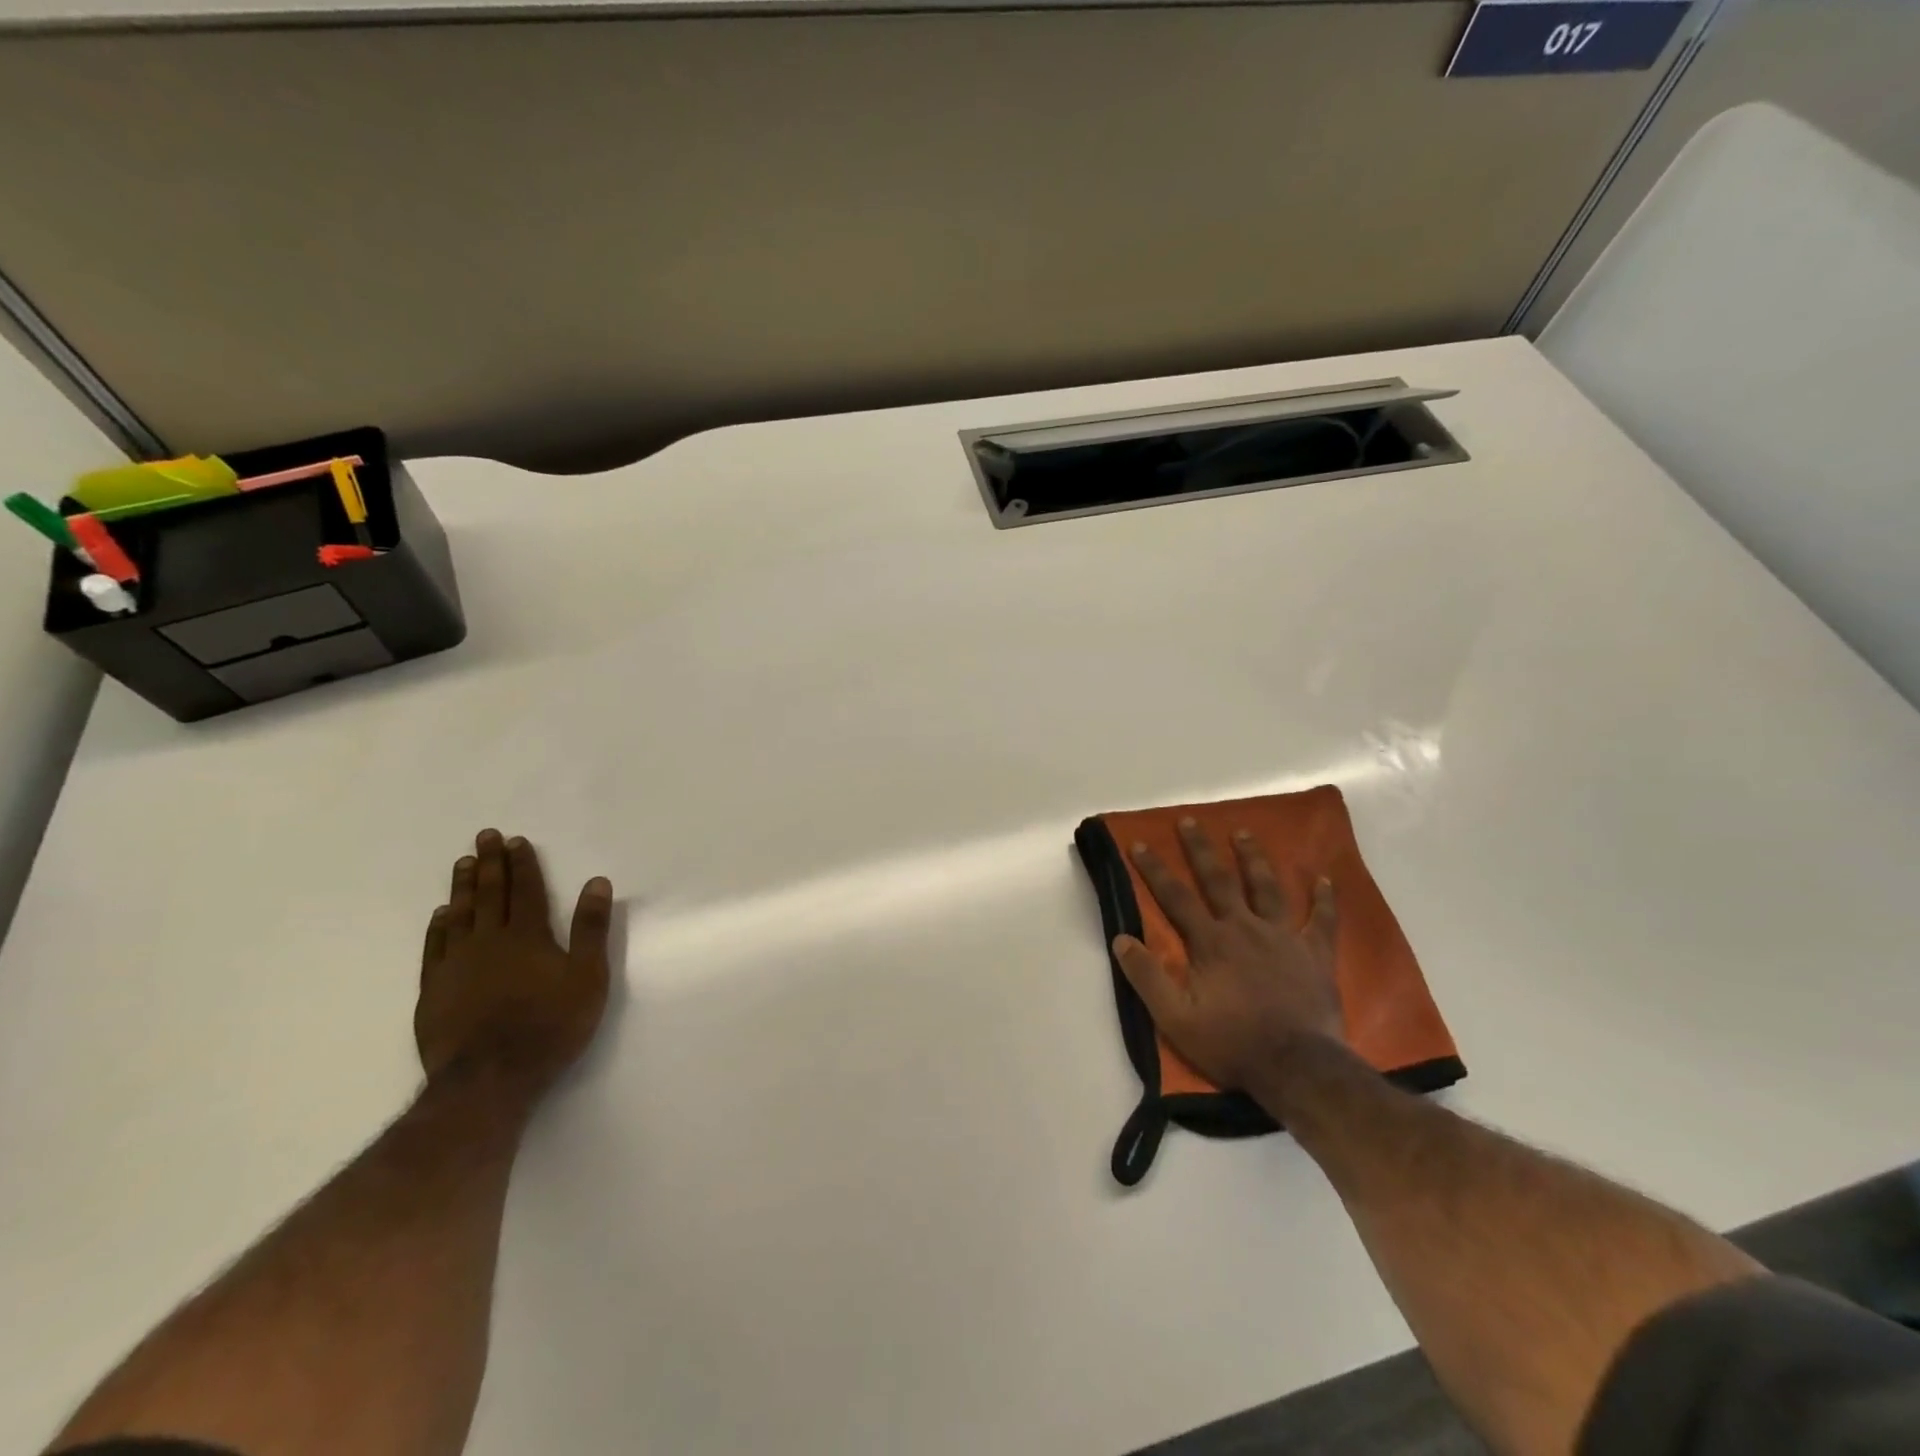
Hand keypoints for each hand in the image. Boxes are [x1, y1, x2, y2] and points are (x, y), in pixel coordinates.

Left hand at [416, 829, 613, 1094]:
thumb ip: (591, 929)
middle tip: (485, 836)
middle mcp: (490, 941)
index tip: (516, 840)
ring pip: (460, 915)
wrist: (489, 1080)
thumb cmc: (550, 1026)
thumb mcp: (588, 977)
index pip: (526, 890)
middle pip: (490, 894)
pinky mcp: (435, 990)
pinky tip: (441, 915)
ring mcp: (457, 965)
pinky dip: (439, 926)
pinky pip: (436, 947)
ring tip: (463, 862)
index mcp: (528, 936)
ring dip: (463, 887)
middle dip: (490, 863)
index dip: (523, 864)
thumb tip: (597, 882)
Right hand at [1114, 818, 1342, 1091]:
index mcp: (1211, 942)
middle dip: (1201, 849)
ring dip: (1254, 859)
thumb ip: (1147, 977)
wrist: (1297, 1067)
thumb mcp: (1175, 1018)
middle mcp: (1245, 928)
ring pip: (1267, 888)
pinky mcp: (1315, 955)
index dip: (1155, 870)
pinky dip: (1324, 900)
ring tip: (1244, 833)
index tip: (1141, 843)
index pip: (1176, 898)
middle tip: (1190, 821)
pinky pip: (1322, 921)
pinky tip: (1325, 879)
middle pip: (1219, 880)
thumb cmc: (1232, 1043)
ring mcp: (1284, 938)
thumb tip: (1120, 939)